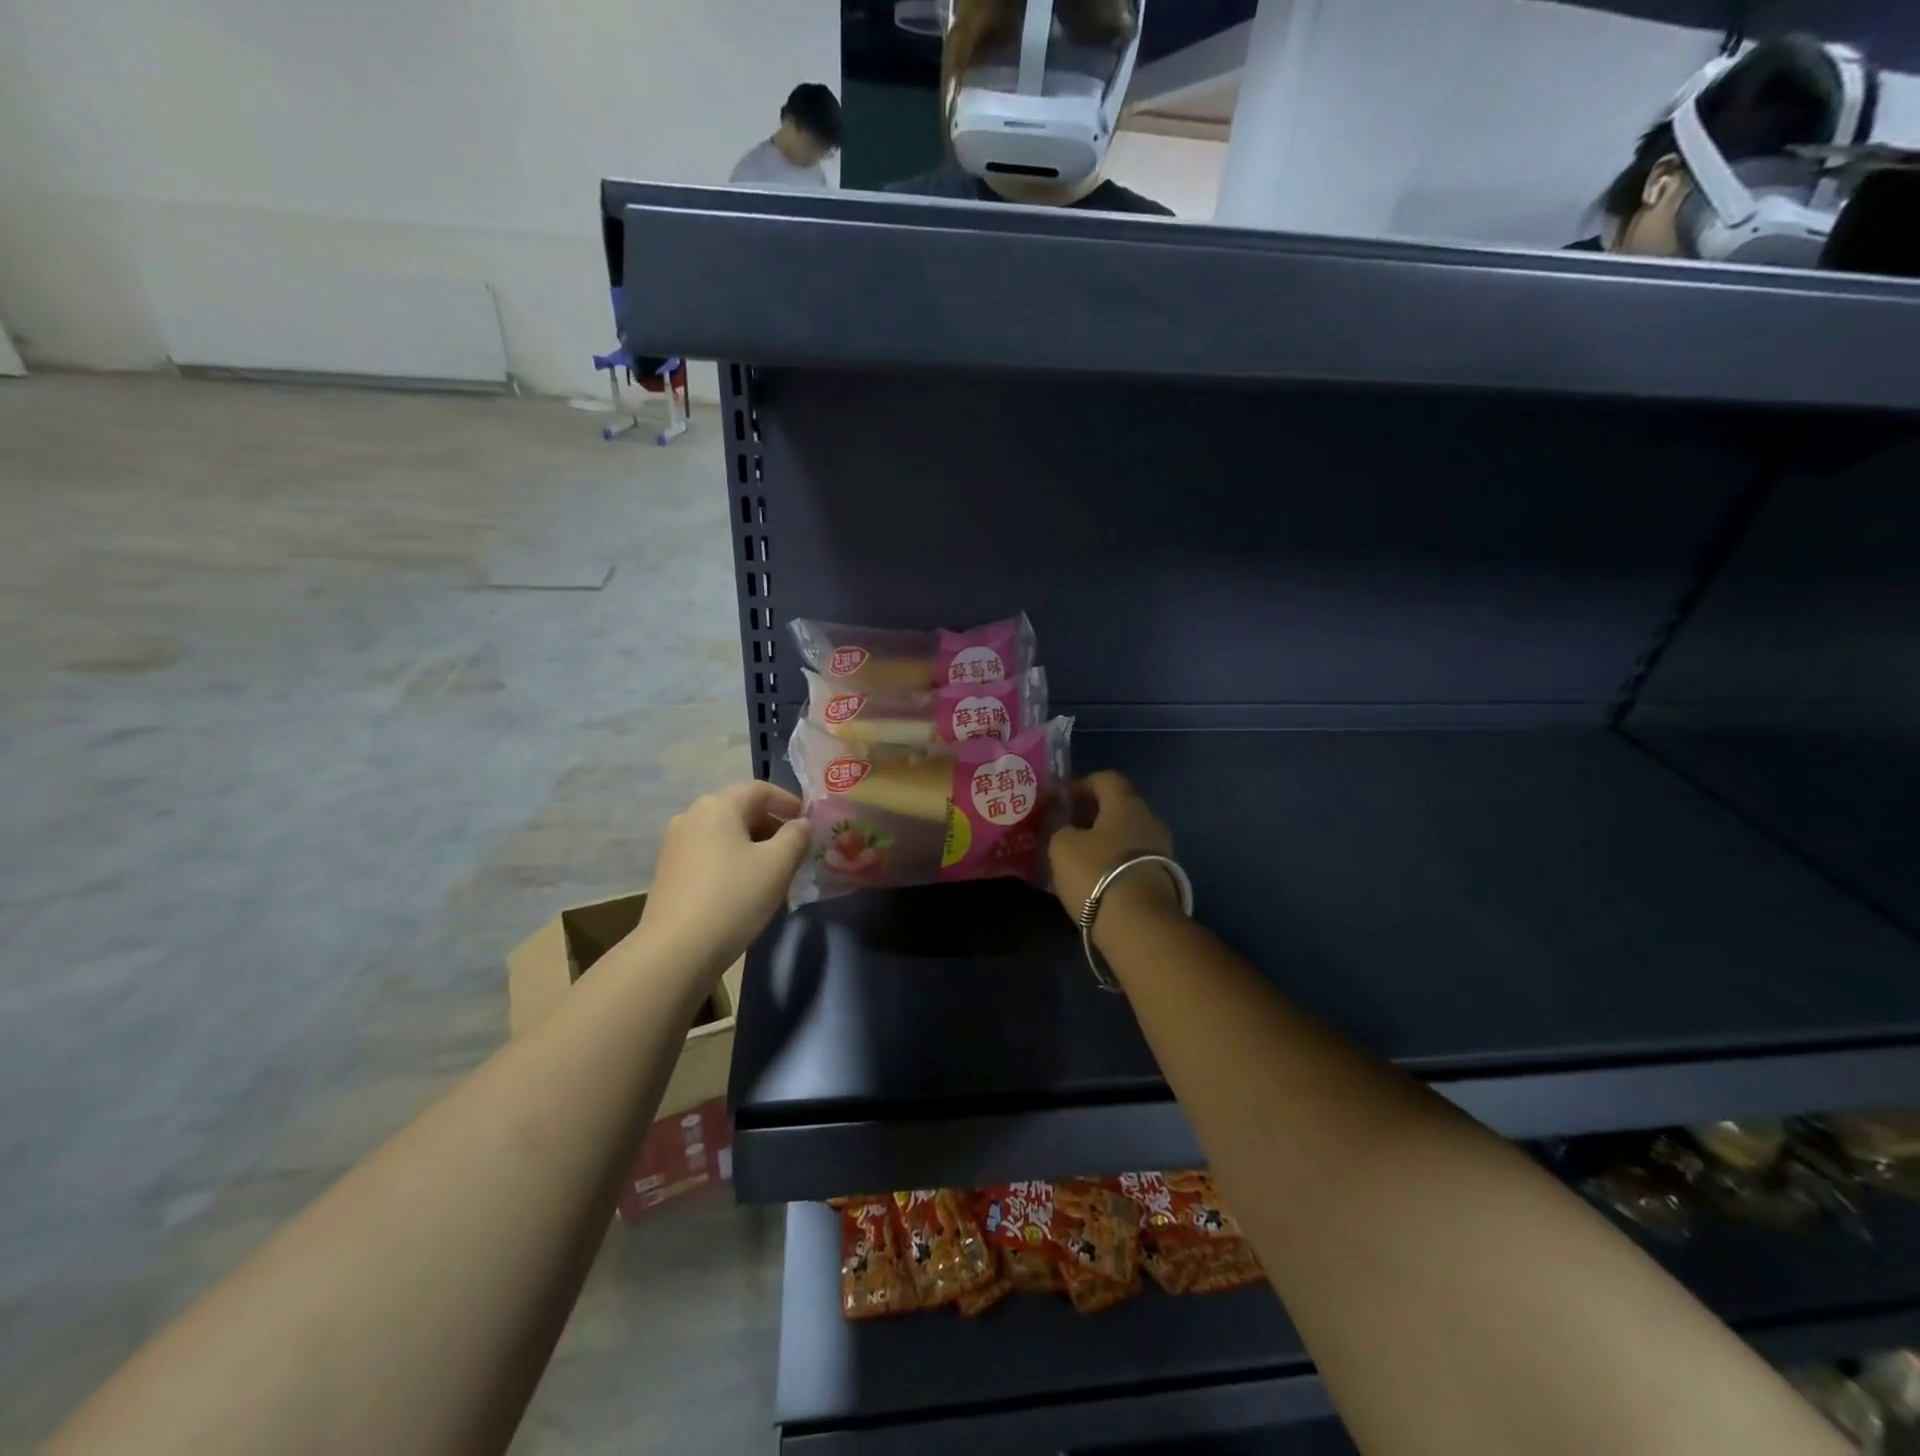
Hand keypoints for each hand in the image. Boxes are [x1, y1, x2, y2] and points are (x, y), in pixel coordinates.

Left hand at [637, 782, 810, 976]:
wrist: (676, 950)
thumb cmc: (733, 897)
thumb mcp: (778, 865)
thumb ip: (796, 837)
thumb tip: (800, 824)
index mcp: (718, 806)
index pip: (760, 789)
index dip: (788, 801)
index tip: (808, 820)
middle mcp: (692, 817)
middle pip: (740, 811)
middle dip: (771, 826)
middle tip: (796, 850)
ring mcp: (675, 845)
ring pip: (725, 835)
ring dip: (752, 846)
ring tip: (774, 872)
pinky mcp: (668, 873)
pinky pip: (709, 855)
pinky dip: (732, 861)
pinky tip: (745, 888)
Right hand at [1048, 771, 1177, 922]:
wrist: (1140, 926)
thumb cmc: (1096, 873)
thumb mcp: (1062, 845)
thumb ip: (1061, 827)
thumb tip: (1068, 828)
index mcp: (1126, 804)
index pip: (1105, 779)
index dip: (1080, 785)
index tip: (1059, 801)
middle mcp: (1150, 820)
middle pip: (1119, 807)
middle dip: (1091, 814)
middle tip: (1065, 829)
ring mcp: (1162, 851)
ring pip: (1127, 835)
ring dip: (1103, 841)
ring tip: (1077, 857)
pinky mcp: (1164, 879)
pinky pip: (1133, 860)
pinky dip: (1114, 862)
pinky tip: (1095, 879)